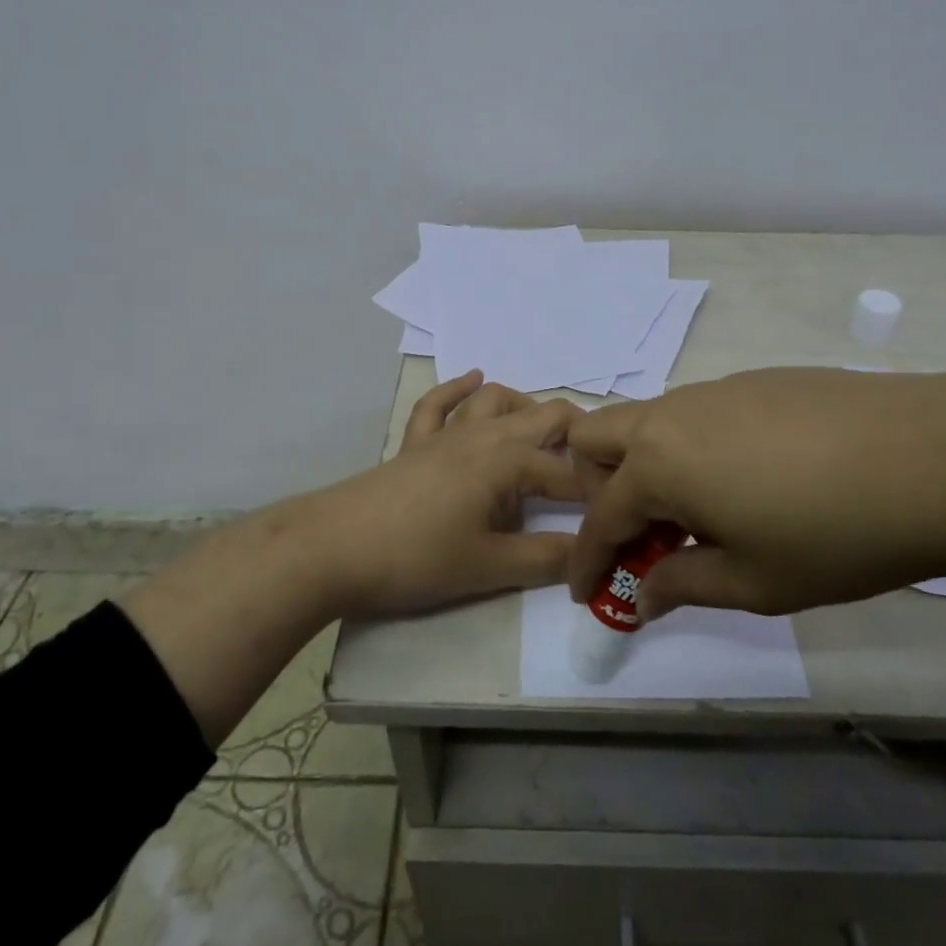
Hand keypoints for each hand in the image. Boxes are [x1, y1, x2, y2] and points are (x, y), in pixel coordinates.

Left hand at [290, 370, 584, 618]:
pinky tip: (472, 379)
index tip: (611, 515)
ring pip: (494, 401)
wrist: (334, 547)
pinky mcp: (414, 443)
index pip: (566, 472)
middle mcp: (483, 435)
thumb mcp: (489, 566)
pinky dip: (459, 389)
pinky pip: (438, 404)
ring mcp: (446, 434)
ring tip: (544, 432)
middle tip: (594, 467)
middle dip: (576, 435)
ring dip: (525, 408)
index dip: (593, 493)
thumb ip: (546, 559)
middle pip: (541, 416)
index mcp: (508, 461)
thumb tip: (591, 556)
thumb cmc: (418, 557)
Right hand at [565, 368, 945, 621]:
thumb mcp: (754, 581)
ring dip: (647, 467)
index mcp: (658, 463)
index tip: (587, 594)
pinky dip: (692, 448)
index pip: (600, 517)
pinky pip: (698, 413)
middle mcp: (673, 415)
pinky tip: (748, 481)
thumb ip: (683, 584)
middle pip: (597, 438)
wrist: (936, 457)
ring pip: (649, 420)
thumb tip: (643, 592)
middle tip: (636, 535)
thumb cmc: (834, 534)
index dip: (588, 561)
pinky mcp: (757, 380)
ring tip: (698, 515)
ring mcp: (715, 390)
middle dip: (596, 487)